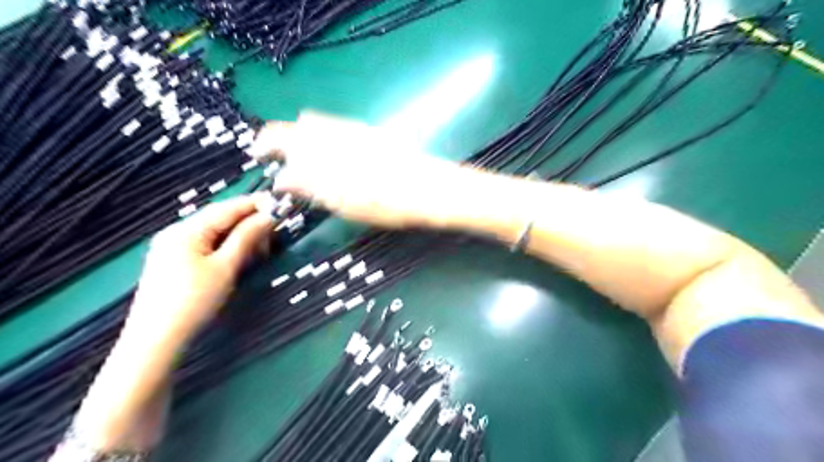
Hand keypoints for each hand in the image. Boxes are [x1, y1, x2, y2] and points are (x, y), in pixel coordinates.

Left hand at [127, 195, 272, 346]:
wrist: (156, 340)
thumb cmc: (193, 301)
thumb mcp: (225, 267)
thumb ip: (247, 237)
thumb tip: (269, 215)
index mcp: (186, 230)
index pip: (227, 208)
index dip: (255, 204)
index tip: (280, 203)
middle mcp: (177, 232)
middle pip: (220, 219)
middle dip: (249, 223)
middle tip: (275, 233)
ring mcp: (173, 247)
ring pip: (215, 233)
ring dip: (240, 236)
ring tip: (261, 249)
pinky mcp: (175, 261)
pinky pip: (207, 245)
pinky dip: (227, 247)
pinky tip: (240, 256)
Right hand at [251, 110, 469, 228]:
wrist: (429, 189)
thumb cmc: (387, 204)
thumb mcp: (345, 203)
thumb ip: (311, 187)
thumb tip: (285, 179)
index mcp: (323, 154)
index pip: (280, 140)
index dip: (265, 148)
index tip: (260, 158)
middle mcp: (333, 135)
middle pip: (294, 127)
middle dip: (278, 139)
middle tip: (277, 158)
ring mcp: (352, 130)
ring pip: (314, 123)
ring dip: (301, 137)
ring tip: (302, 158)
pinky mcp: (367, 132)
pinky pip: (334, 126)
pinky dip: (322, 135)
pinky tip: (329, 152)